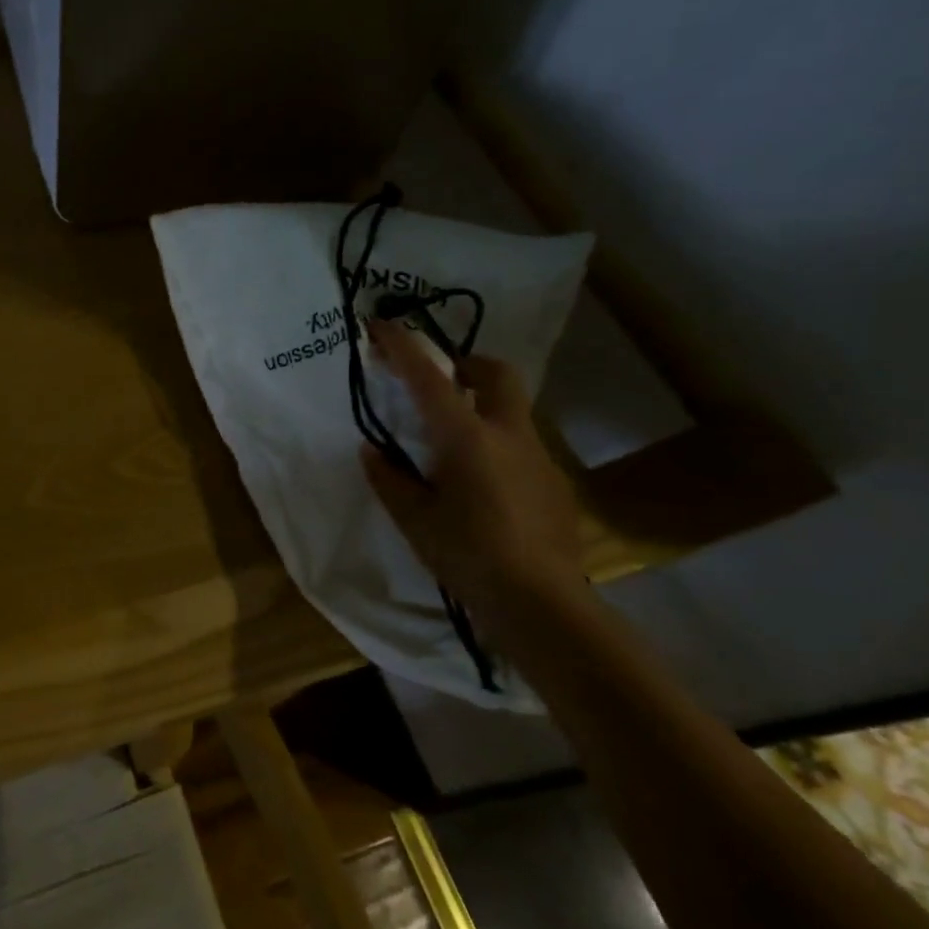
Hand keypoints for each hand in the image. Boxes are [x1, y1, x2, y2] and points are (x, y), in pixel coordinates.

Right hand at [361, 317, 583, 614]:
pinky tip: (484, 489)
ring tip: (454, 448)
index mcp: (465, 438)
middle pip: (496, 373)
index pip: (429, 378)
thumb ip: (389, 478)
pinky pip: (521, 448)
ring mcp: (539, 457)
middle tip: (441, 380)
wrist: (540, 602)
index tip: (383, 325)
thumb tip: (374, 451)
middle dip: (467, 364)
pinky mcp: (555, 483)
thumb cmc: (466, 555)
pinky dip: (498, 448)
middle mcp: (508, 435)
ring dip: (483, 409)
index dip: (404, 347)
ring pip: (512, 412)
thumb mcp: (413, 518)